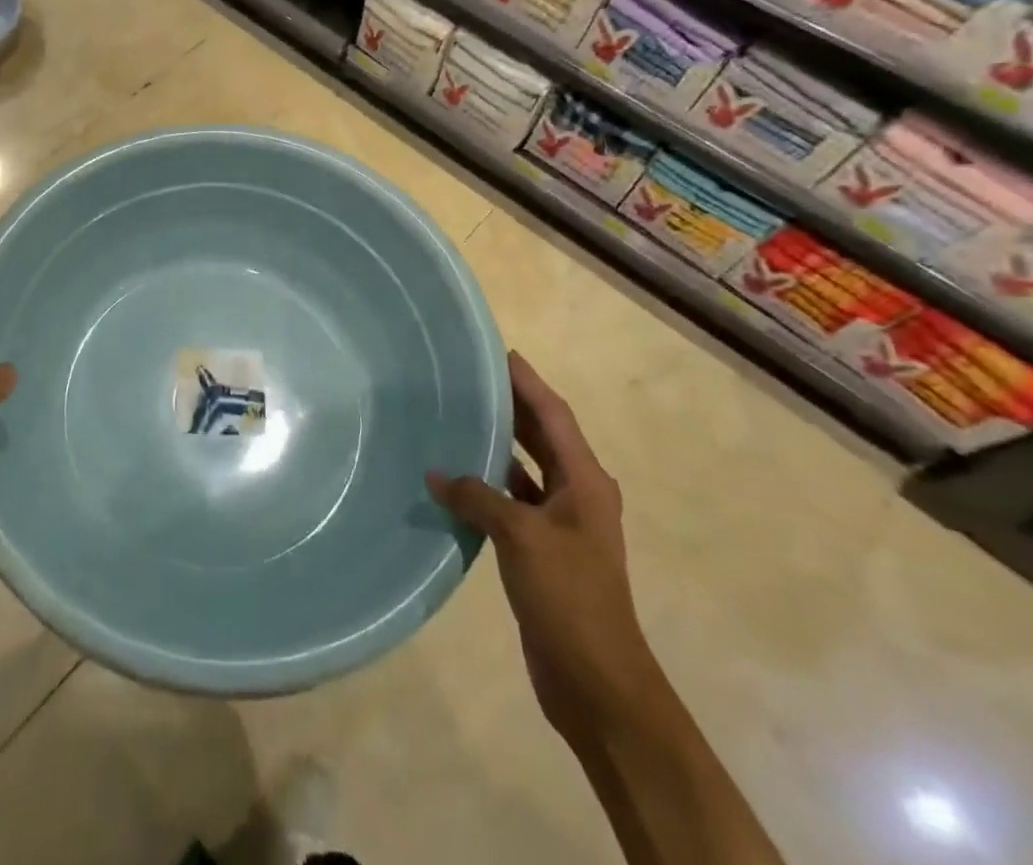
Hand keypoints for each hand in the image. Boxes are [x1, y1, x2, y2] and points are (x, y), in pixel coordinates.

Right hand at [428, 352, 660, 742]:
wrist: (597, 681)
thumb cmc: (569, 596)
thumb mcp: (520, 536)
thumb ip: (476, 496)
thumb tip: (435, 473)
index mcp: (586, 481)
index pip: (554, 415)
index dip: (528, 382)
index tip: (499, 352)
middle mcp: (579, 494)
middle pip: (543, 436)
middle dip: (512, 406)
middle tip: (470, 378)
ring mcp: (562, 523)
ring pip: (527, 468)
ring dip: (499, 444)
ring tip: (458, 417)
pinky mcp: (544, 549)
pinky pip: (514, 500)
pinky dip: (490, 484)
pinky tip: (457, 479)